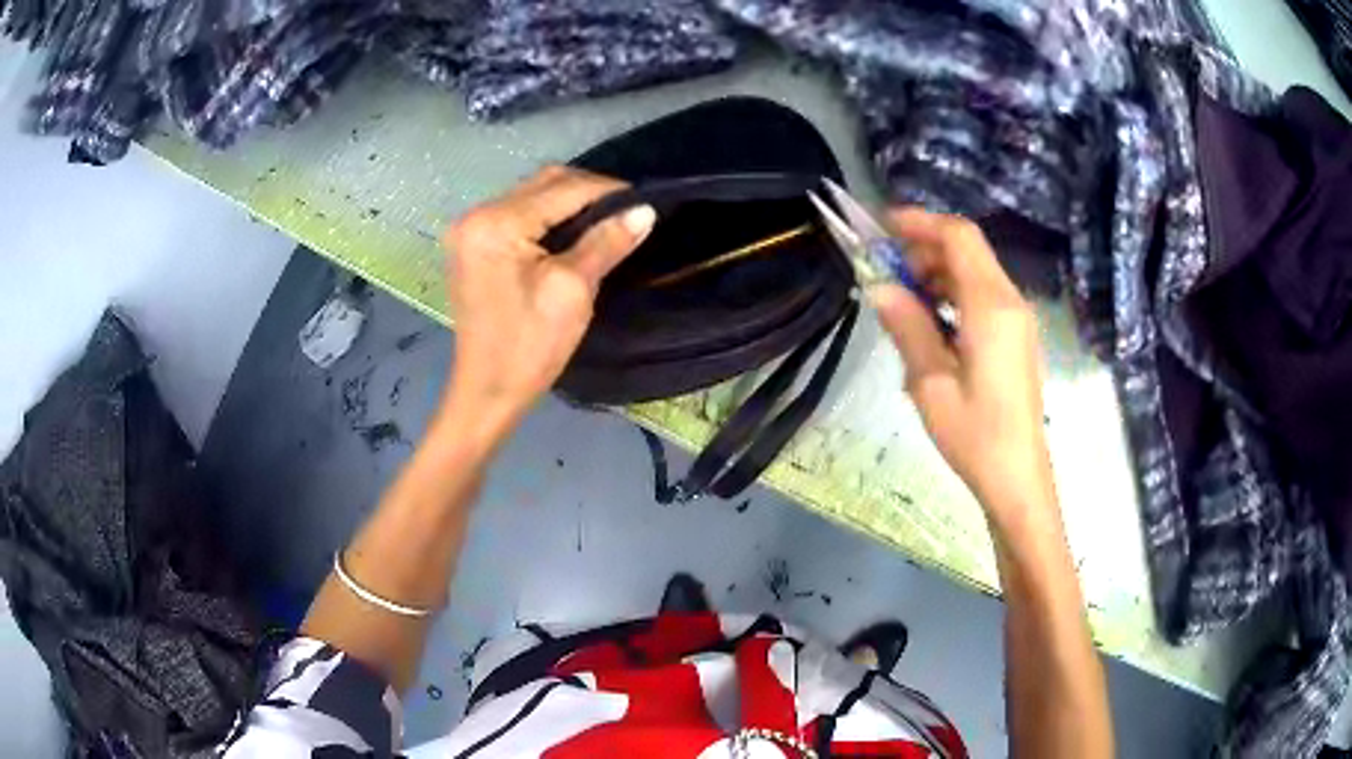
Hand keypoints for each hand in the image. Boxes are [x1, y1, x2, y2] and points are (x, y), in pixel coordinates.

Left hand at [440, 166, 655, 429]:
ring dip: (569, 201)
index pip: (562, 189)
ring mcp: (469, 229)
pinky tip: (573, 231)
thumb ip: (605, 241)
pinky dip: (548, 216)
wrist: (487, 391)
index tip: (645, 201)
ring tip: (607, 219)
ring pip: (531, 196)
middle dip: (588, 191)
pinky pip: (517, 214)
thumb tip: (644, 210)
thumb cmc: (529, 347)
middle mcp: (476, 215)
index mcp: (495, 223)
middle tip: (628, 210)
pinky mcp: (473, 245)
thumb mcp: (572, 290)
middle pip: (542, 183)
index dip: (608, 191)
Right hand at [871, 209, 1053, 522]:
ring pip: (976, 271)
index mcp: (991, 307)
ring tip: (903, 299)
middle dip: (925, 248)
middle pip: (968, 249)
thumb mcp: (930, 383)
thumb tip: (880, 285)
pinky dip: (954, 294)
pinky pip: (984, 296)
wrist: (1018, 477)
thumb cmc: (975, 435)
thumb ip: (907, 326)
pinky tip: (931, 324)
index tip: (882, 227)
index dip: (920, 222)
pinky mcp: (1017, 336)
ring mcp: (1018, 319)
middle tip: (887, 272)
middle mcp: (1010, 302)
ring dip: (938, 272)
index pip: (958, 237)